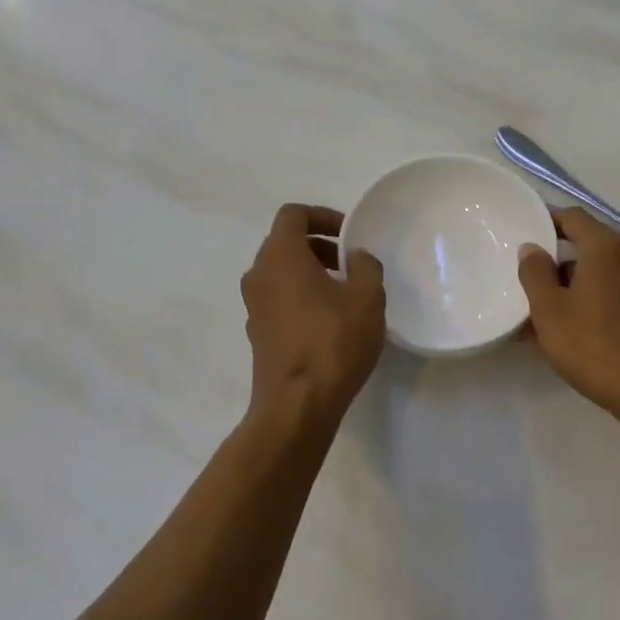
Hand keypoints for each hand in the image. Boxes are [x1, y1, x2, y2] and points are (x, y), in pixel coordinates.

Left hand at [242, 204, 386, 425]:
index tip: (348, 234)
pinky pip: (277, 298)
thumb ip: (365, 266)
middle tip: (349, 263)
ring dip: (309, 271)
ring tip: (342, 292)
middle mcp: (259, 274)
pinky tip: (327, 320)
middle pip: (284, 242)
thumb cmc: (333, 342)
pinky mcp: (257, 332)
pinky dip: (299, 296)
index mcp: (280, 255)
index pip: (293, 215)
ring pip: (280, 272)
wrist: (297, 405)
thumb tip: (356, 258)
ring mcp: (253, 305)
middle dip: (318, 245)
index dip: (322, 216)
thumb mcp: (367, 298)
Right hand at [518, 207, 619, 422]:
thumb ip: (535, 273)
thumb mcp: (550, 310)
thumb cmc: (595, 345)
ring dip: (569, 284)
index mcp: (605, 247)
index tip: (523, 232)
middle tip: (525, 277)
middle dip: (554, 258)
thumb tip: (531, 248)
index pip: (572, 216)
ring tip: (539, 311)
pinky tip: (567, 329)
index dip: (546, 220)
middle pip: (586, 244)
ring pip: (597, 272)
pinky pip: (611, 292)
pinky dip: (588, 300)